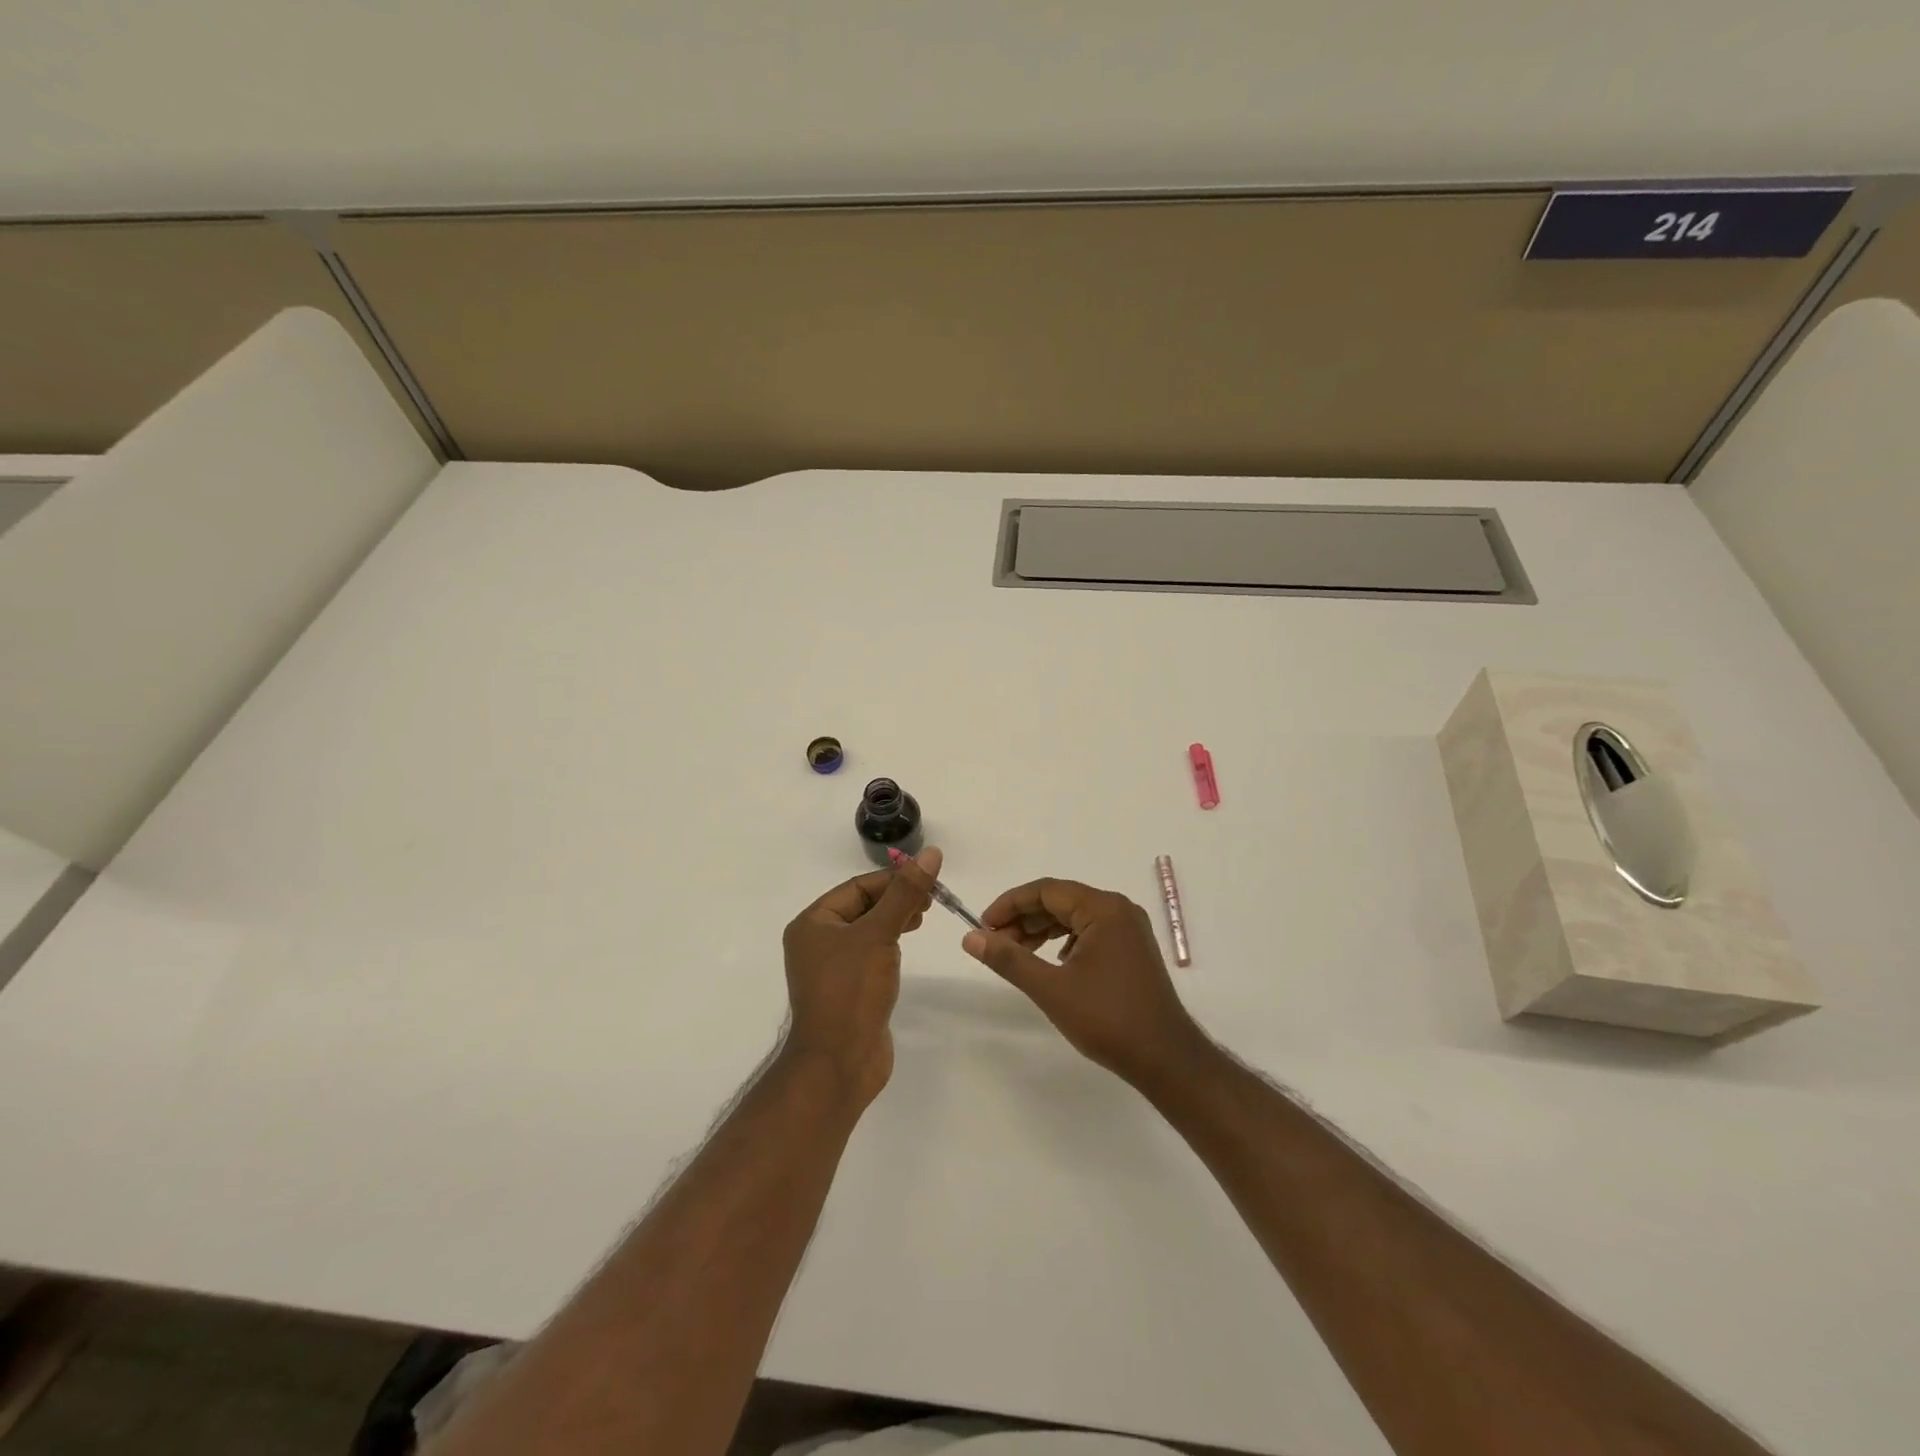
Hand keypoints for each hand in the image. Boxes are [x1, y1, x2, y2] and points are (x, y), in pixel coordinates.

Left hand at [780, 848, 938, 1108]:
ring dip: (894, 920)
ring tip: (922, 918)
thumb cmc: (852, 990)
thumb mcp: (880, 934)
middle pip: (862, 906)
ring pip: (867, 931)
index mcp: (813, 923)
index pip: (857, 887)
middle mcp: (816, 942)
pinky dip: (888, 945)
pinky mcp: (847, 990)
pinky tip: (905, 947)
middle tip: (931, 900)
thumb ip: (905, 893)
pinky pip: (869, 955)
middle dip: (896, 899)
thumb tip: (932, 854)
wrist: (839, 1063)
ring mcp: (831, 968)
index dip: (893, 879)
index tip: (929, 879)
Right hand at [962, 878, 1209, 1090]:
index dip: (1010, 904)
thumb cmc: (1107, 1019)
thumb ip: (1009, 959)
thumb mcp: (1051, 988)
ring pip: (1074, 917)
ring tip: (1014, 953)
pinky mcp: (1132, 949)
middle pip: (1061, 901)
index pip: (1046, 890)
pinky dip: (1063, 941)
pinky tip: (1049, 962)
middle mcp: (1119, 909)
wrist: (1165, 1059)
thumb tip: (971, 937)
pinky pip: (1089, 932)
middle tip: (993, 942)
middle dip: (1024, 919)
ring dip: (1041, 930)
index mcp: (1103, 908)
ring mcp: (1129, 929)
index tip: (982, 926)